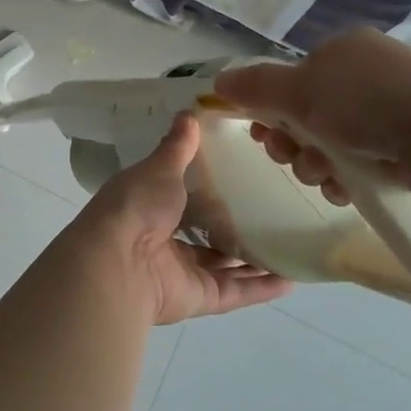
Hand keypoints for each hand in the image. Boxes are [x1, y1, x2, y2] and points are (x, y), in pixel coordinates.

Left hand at [75, 113, 292, 325]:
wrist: (119, 264)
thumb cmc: (136, 207)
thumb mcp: (159, 168)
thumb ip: (177, 147)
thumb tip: (189, 113)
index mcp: (149, 207)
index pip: (181, 196)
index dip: (206, 188)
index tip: (240, 173)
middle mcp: (165, 241)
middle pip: (205, 234)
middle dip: (233, 227)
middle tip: (272, 210)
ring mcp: (183, 272)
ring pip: (224, 266)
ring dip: (253, 259)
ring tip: (289, 244)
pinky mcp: (201, 297)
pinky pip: (236, 292)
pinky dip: (262, 288)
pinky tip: (292, 279)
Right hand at [213, 28, 410, 205]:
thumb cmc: (366, 103)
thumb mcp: (299, 91)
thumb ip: (256, 87)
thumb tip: (217, 82)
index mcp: (341, 51)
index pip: (291, 80)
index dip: (270, 109)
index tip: (264, 135)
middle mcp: (364, 74)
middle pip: (307, 114)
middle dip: (293, 143)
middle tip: (293, 159)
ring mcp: (390, 108)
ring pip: (331, 142)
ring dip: (316, 164)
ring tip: (325, 176)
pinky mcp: (408, 141)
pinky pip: (361, 159)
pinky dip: (346, 175)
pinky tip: (345, 188)